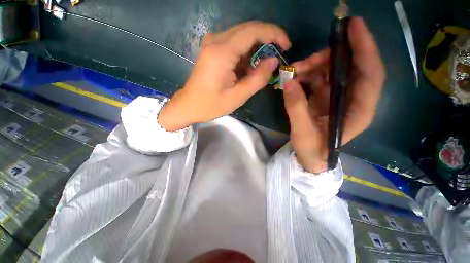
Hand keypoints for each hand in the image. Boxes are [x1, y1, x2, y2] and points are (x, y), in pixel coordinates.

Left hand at [158, 21, 290, 130]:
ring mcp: (212, 43)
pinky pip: (234, 44)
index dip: (274, 34)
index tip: (286, 46)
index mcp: (222, 52)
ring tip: (263, 68)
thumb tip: (273, 61)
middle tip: (278, 56)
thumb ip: (258, 79)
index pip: (253, 30)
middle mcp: (216, 40)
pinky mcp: (212, 49)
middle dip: (268, 40)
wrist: (188, 105)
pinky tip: (248, 68)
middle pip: (249, 29)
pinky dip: (246, 54)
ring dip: (257, 49)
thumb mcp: (238, 96)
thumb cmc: (211, 105)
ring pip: (242, 36)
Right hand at [283, 17, 385, 172]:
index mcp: (358, 111)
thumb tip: (288, 81)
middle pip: (349, 68)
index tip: (353, 27)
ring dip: (312, 67)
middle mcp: (353, 100)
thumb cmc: (312, 150)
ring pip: (331, 71)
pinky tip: (294, 79)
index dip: (365, 49)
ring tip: (292, 72)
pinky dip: (306, 75)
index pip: (370, 74)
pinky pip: (319, 79)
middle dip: (328, 58)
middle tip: (303, 61)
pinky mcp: (325, 98)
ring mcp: (338, 97)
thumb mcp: (303, 132)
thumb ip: (295, 108)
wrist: (310, 157)